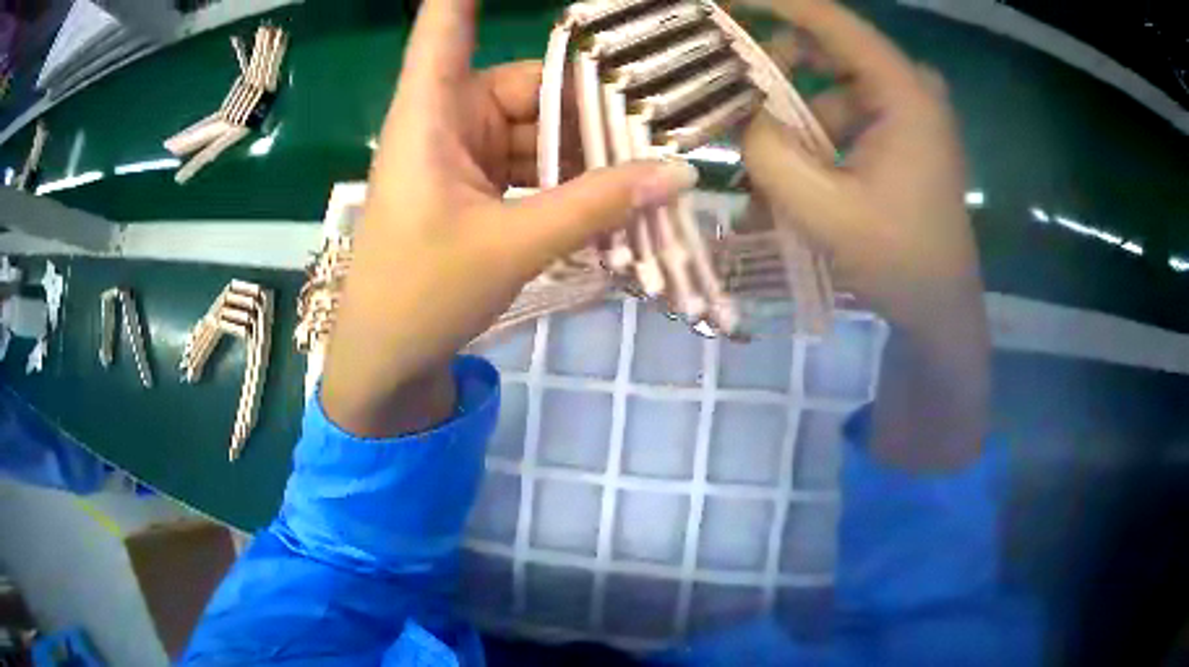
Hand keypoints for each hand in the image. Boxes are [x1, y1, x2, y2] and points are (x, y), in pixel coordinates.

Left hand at [321, 0, 699, 436]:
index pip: (447, 25)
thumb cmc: (421, 294)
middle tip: (660, 122)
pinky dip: (568, 179)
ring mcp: (462, 154)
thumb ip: (595, 205)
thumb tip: (677, 172)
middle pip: (528, 86)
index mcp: (432, 112)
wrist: (386, 360)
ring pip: (537, 130)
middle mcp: (447, 120)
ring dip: (587, 151)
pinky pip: (532, 165)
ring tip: (649, 166)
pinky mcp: (475, 187)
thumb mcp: (512, 245)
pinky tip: (611, 195)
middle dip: (591, 105)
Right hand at [745, 0, 981, 333]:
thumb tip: (742, 115)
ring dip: (792, 116)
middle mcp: (910, 87)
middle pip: (828, 49)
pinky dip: (813, 136)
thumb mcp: (824, 211)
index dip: (773, 2)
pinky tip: (793, 176)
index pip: (831, 20)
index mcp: (904, 93)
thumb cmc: (898, 260)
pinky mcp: (904, 133)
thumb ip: (770, 153)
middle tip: (734, 95)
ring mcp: (909, 110)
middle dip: (776, 69)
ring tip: (761, 165)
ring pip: (832, 86)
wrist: (941, 308)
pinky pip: (846, 114)